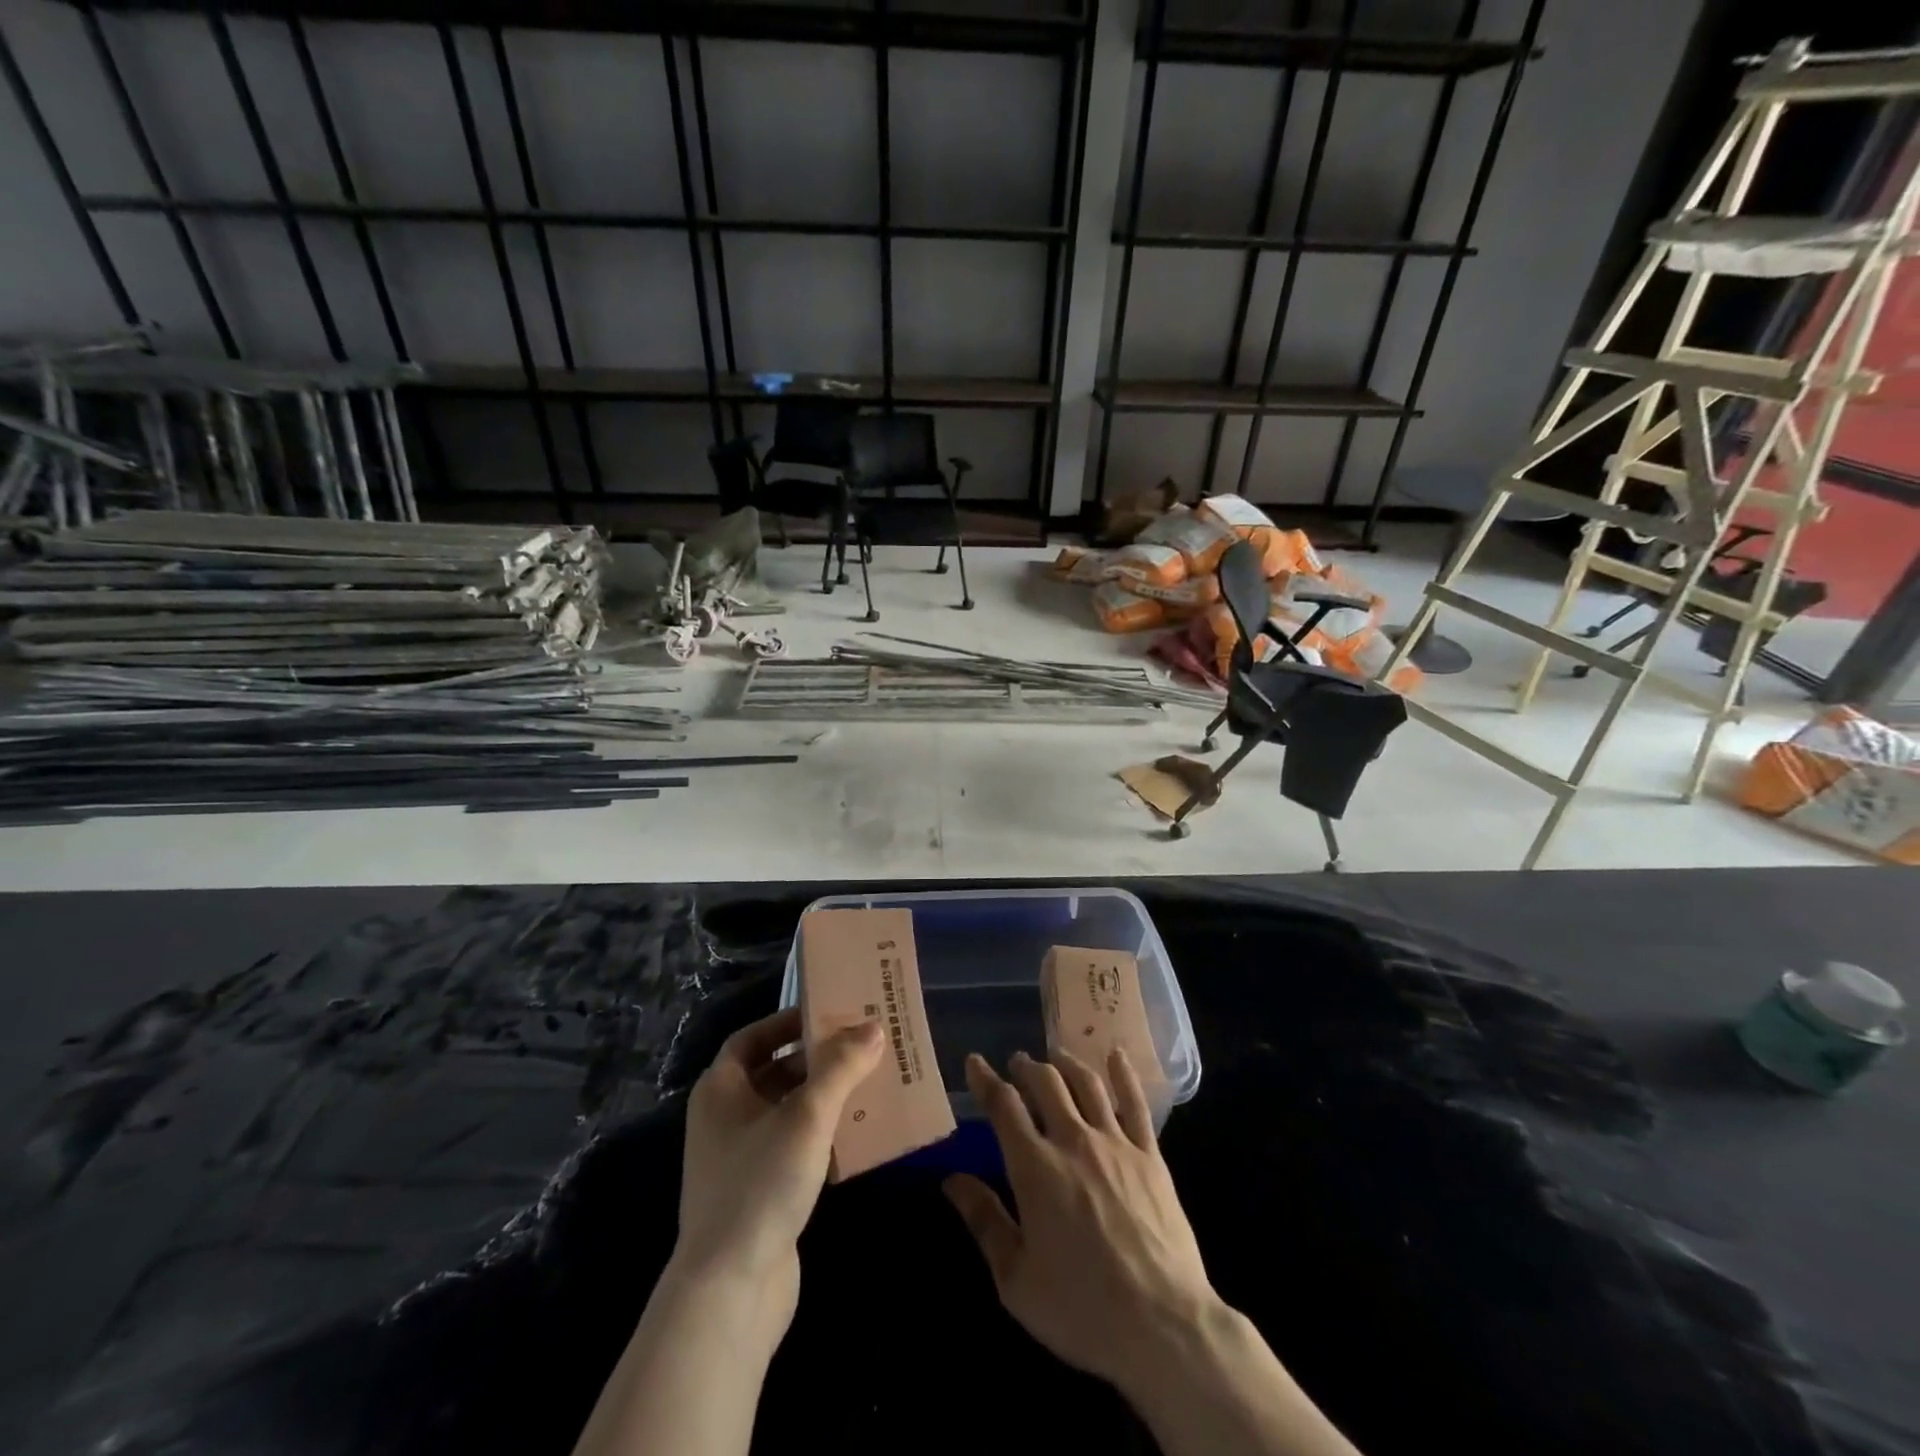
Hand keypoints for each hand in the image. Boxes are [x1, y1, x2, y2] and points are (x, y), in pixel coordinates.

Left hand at [675, 1007, 881, 1319]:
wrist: (730, 1292)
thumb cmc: (760, 1184)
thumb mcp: (807, 1116)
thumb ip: (841, 1068)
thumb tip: (873, 1028)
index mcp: (721, 1090)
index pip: (753, 1038)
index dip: (788, 1022)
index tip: (828, 1013)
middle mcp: (724, 1118)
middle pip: (774, 1073)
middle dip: (816, 1060)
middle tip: (861, 1046)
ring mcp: (740, 1159)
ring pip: (787, 1112)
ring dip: (824, 1098)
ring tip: (869, 1084)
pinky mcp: (759, 1194)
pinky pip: (794, 1148)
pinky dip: (823, 1136)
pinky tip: (859, 1136)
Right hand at [944, 1048, 1218, 1394]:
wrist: (1163, 1326)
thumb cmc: (1081, 1309)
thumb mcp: (1016, 1279)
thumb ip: (984, 1221)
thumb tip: (951, 1179)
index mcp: (1035, 1168)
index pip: (1003, 1106)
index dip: (985, 1079)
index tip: (975, 1061)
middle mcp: (1073, 1141)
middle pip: (1046, 1083)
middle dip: (1027, 1067)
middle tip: (1018, 1063)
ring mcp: (1116, 1144)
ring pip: (1087, 1084)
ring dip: (1066, 1063)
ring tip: (1055, 1057)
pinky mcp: (1150, 1156)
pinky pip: (1136, 1104)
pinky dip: (1124, 1074)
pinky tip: (1116, 1055)